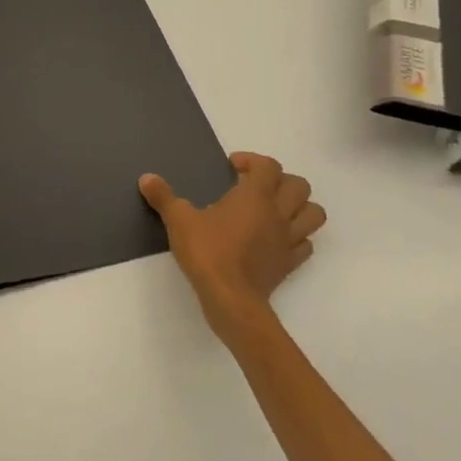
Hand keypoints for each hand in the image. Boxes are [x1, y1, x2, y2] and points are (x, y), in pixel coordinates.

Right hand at [139, 153, 326, 339]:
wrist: (231, 299)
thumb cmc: (207, 253)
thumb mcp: (178, 220)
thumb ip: (163, 197)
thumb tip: (146, 178)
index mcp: (255, 196)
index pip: (269, 166)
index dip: (252, 161)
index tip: (232, 167)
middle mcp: (278, 213)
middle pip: (300, 186)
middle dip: (281, 180)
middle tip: (255, 186)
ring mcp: (289, 239)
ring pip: (314, 214)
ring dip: (298, 206)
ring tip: (274, 209)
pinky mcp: (290, 263)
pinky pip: (305, 244)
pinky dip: (296, 237)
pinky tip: (275, 240)